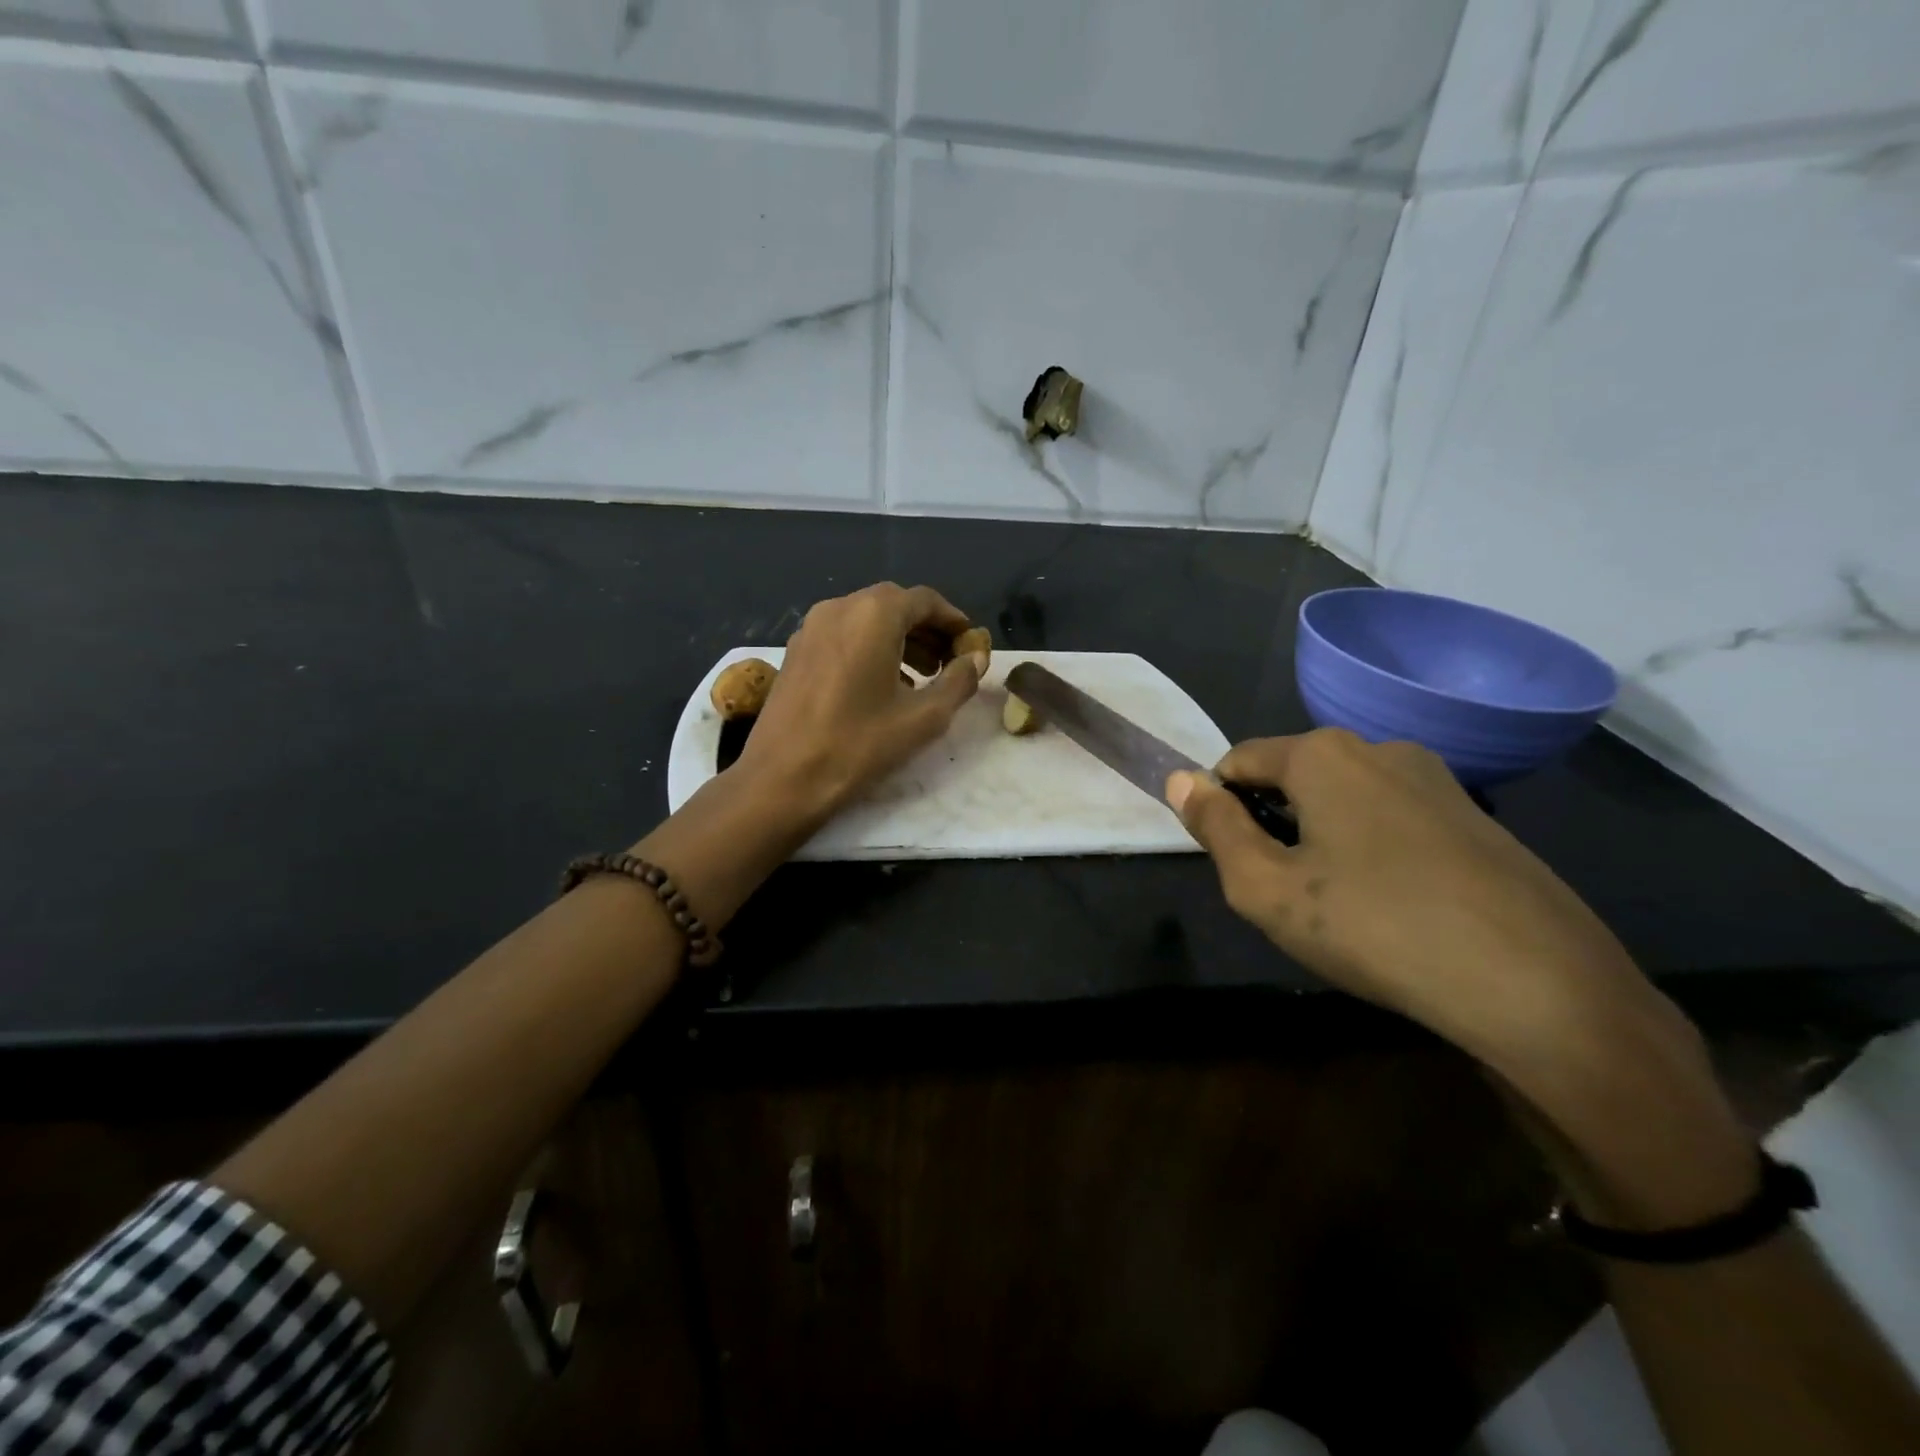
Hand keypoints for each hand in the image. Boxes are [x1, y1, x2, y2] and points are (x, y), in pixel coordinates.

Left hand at [735, 582, 983, 821]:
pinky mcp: (795, 651)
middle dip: (927, 631)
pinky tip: (881, 685)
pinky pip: (843, 636)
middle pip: (894, 606)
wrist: (782, 778)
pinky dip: (870, 648)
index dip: (954, 621)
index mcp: (873, 614)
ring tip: (921, 677)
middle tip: (949, 663)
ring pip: (866, 620)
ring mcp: (811, 628)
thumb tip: (976, 659)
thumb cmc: (858, 745)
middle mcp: (839, 608)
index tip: (971, 646)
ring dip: (899, 640)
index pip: (925, 601)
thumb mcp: (924, 718)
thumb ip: (959, 682)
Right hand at [1168, 730, 1651, 1048]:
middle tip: (1287, 895)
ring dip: (1322, 838)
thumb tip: (1180, 779)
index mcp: (1322, 754)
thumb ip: (1215, 828)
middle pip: (1293, 777)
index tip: (1235, 865)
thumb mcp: (1266, 888)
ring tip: (1341, 907)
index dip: (1220, 809)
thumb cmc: (1375, 928)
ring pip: (1345, 799)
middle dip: (1274, 824)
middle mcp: (1379, 747)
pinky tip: (1396, 907)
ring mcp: (1437, 779)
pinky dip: (1373, 850)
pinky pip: (1394, 819)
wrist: (1539, 986)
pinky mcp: (1476, 817)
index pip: (1238, 762)